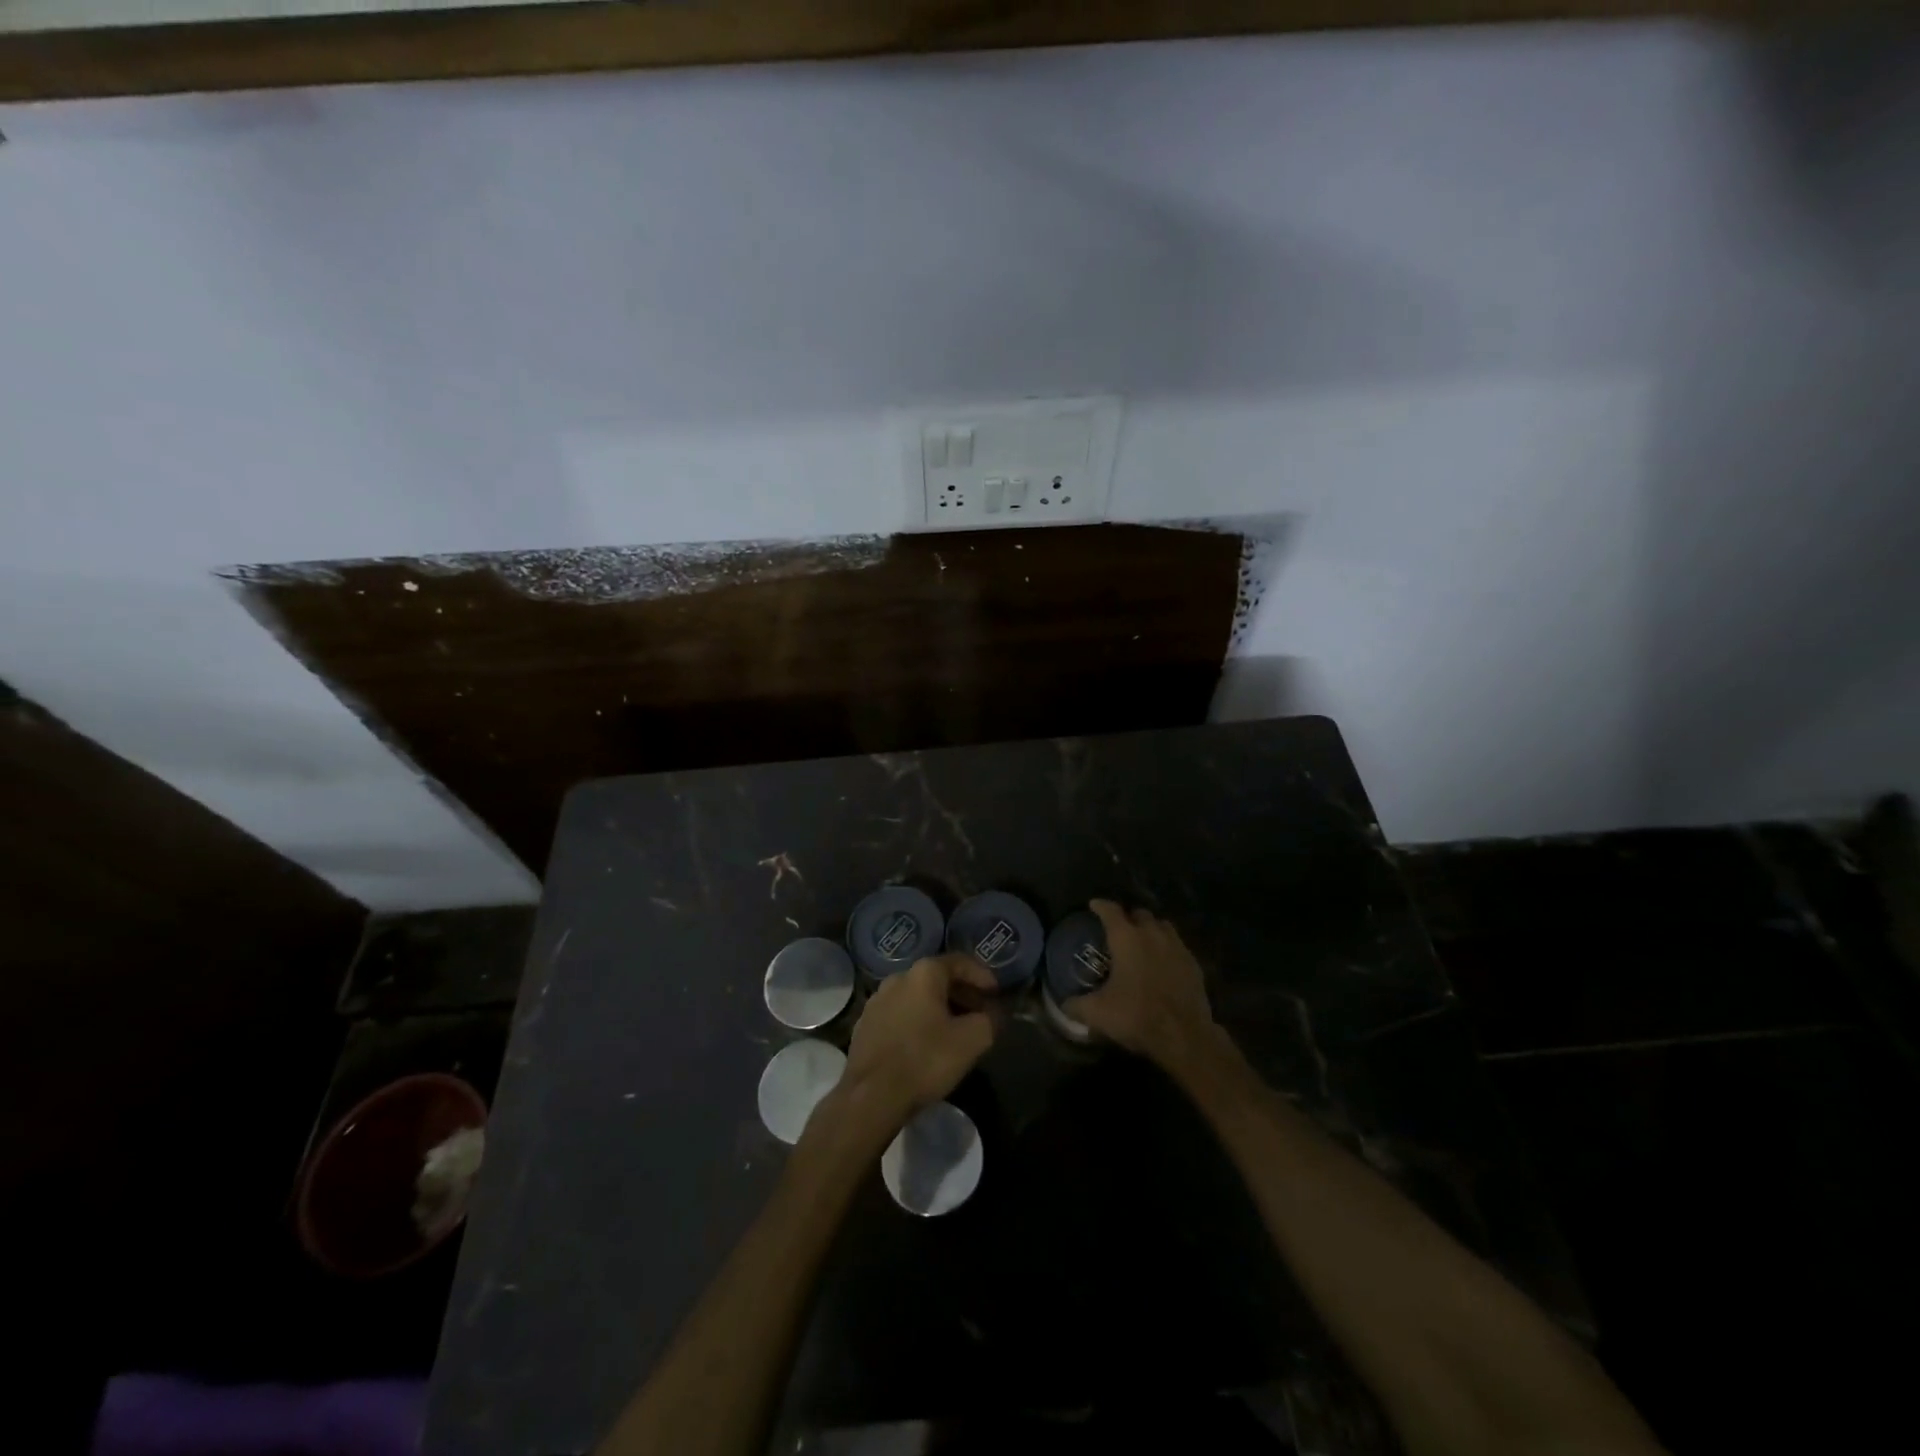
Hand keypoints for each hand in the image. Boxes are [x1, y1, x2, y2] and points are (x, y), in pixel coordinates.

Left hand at [838, 954, 997, 1136]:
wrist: (871, 1096)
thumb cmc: (925, 1060)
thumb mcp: (972, 1040)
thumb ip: (990, 1020)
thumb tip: (994, 1013)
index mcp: (923, 973)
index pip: (959, 962)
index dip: (982, 975)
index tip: (996, 994)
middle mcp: (897, 978)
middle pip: (937, 978)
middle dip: (962, 994)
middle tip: (980, 1013)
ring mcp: (877, 1001)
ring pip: (916, 997)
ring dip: (939, 1008)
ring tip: (955, 1030)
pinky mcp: (864, 1025)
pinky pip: (899, 1014)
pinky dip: (917, 1021)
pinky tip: (925, 1044)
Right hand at [1065, 900, 1216, 1069]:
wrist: (1184, 1036)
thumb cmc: (1137, 1016)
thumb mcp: (1097, 1013)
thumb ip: (1076, 1005)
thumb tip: (1064, 1004)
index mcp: (1126, 938)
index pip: (1110, 910)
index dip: (1100, 906)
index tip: (1093, 905)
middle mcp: (1152, 934)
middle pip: (1140, 914)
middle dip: (1128, 917)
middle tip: (1118, 930)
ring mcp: (1177, 947)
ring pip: (1162, 926)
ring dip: (1151, 929)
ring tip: (1142, 943)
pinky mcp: (1194, 963)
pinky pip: (1177, 946)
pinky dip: (1167, 949)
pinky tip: (1162, 964)